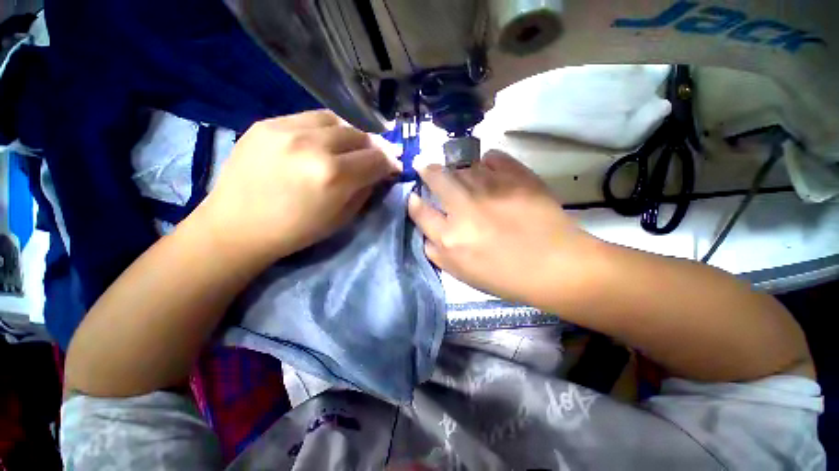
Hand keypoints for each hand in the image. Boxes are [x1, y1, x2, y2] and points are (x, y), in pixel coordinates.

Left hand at [199, 110, 401, 261]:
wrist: (236, 226)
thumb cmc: (295, 231)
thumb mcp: (342, 218)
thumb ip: (365, 191)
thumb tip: (380, 173)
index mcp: (334, 176)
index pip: (376, 160)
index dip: (390, 163)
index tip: (395, 167)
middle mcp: (313, 145)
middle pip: (360, 136)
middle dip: (375, 147)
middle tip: (378, 156)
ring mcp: (286, 129)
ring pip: (337, 120)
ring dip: (353, 134)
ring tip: (353, 146)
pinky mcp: (267, 123)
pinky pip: (310, 118)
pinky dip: (327, 128)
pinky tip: (326, 140)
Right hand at [408, 151, 596, 305]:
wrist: (556, 266)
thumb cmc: (506, 276)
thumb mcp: (462, 275)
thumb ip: (437, 254)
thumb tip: (425, 234)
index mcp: (450, 237)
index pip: (419, 210)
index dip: (414, 201)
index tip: (415, 195)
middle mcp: (464, 208)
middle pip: (436, 177)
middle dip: (427, 169)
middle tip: (426, 165)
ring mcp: (491, 188)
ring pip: (462, 165)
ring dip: (456, 167)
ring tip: (460, 172)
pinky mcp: (516, 176)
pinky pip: (493, 158)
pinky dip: (487, 161)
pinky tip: (489, 168)